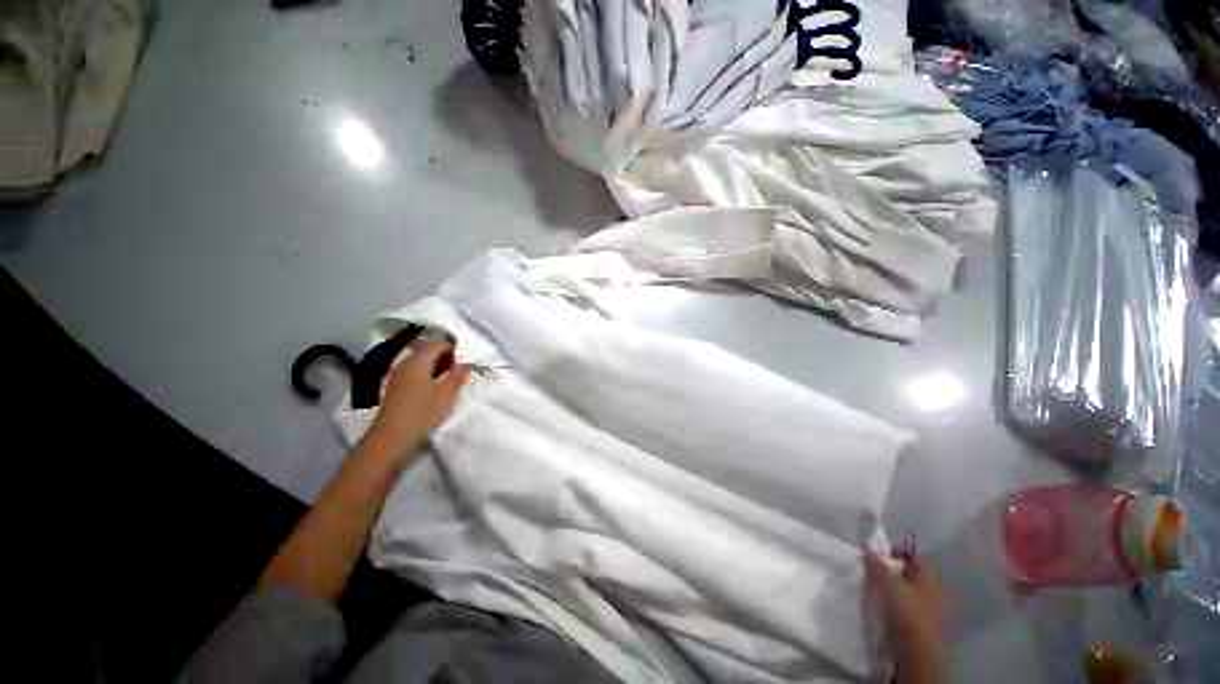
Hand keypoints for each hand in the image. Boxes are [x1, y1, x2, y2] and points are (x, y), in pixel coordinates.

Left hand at [362, 340, 471, 460]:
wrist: (390, 440)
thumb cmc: (421, 415)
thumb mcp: (447, 396)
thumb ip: (457, 376)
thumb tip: (466, 363)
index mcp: (417, 362)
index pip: (437, 344)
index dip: (453, 349)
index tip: (464, 363)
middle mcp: (405, 364)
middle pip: (427, 351)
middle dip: (445, 357)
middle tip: (459, 371)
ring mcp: (398, 376)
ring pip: (420, 362)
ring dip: (436, 366)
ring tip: (449, 380)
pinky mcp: (395, 388)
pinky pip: (414, 372)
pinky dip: (426, 374)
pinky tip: (434, 389)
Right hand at [862, 551, 946, 683]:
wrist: (916, 657)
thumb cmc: (907, 614)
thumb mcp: (889, 584)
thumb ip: (877, 565)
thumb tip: (868, 550)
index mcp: (929, 578)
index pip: (910, 556)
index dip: (891, 552)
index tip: (871, 555)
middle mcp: (930, 591)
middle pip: (904, 575)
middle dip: (885, 572)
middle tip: (865, 571)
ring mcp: (924, 610)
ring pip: (900, 592)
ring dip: (884, 590)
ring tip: (866, 589)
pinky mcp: (915, 626)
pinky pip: (898, 608)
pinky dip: (887, 605)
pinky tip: (874, 607)